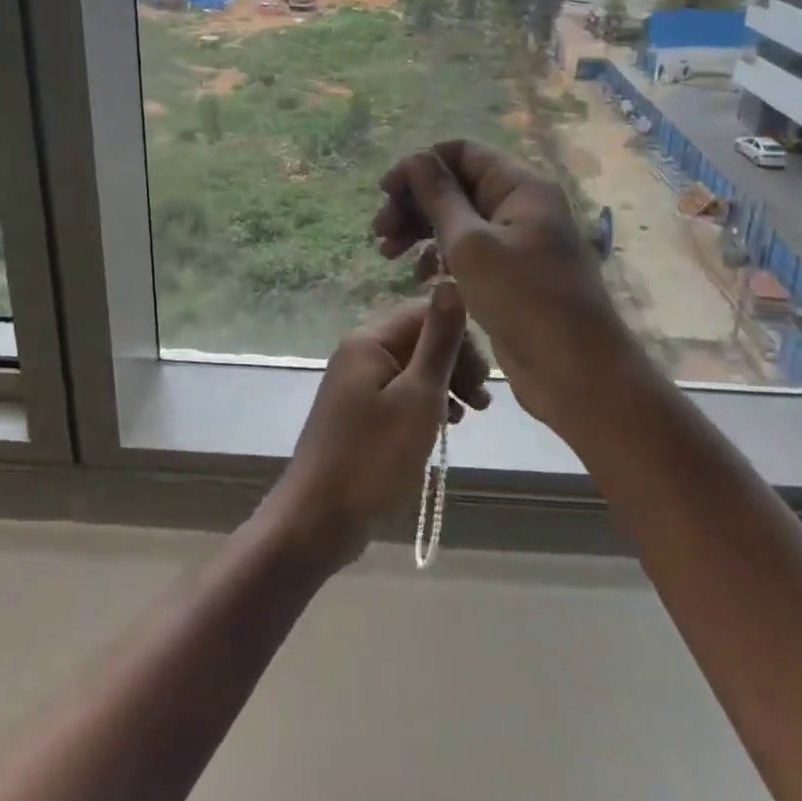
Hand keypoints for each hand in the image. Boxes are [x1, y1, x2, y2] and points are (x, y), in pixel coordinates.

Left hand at [267, 284, 491, 567]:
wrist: (317, 519)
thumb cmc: (373, 457)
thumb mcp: (418, 396)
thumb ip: (438, 340)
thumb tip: (450, 281)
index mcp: (369, 339)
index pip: (425, 313)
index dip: (461, 339)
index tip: (483, 380)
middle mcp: (359, 352)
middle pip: (419, 339)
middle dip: (456, 364)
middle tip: (482, 403)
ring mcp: (355, 384)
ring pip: (412, 369)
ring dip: (445, 386)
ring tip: (469, 416)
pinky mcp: (357, 413)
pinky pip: (399, 394)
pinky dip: (425, 405)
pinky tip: (442, 428)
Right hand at [372, 139, 641, 432]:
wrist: (576, 372)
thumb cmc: (523, 299)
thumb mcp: (470, 244)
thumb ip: (439, 197)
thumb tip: (414, 157)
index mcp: (520, 186)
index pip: (462, 152)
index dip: (420, 165)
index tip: (385, 191)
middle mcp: (520, 206)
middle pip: (457, 186)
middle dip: (415, 202)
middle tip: (380, 232)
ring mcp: (517, 242)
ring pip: (458, 220)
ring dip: (421, 230)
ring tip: (388, 254)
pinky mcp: (511, 274)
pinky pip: (468, 251)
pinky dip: (440, 257)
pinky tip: (419, 277)